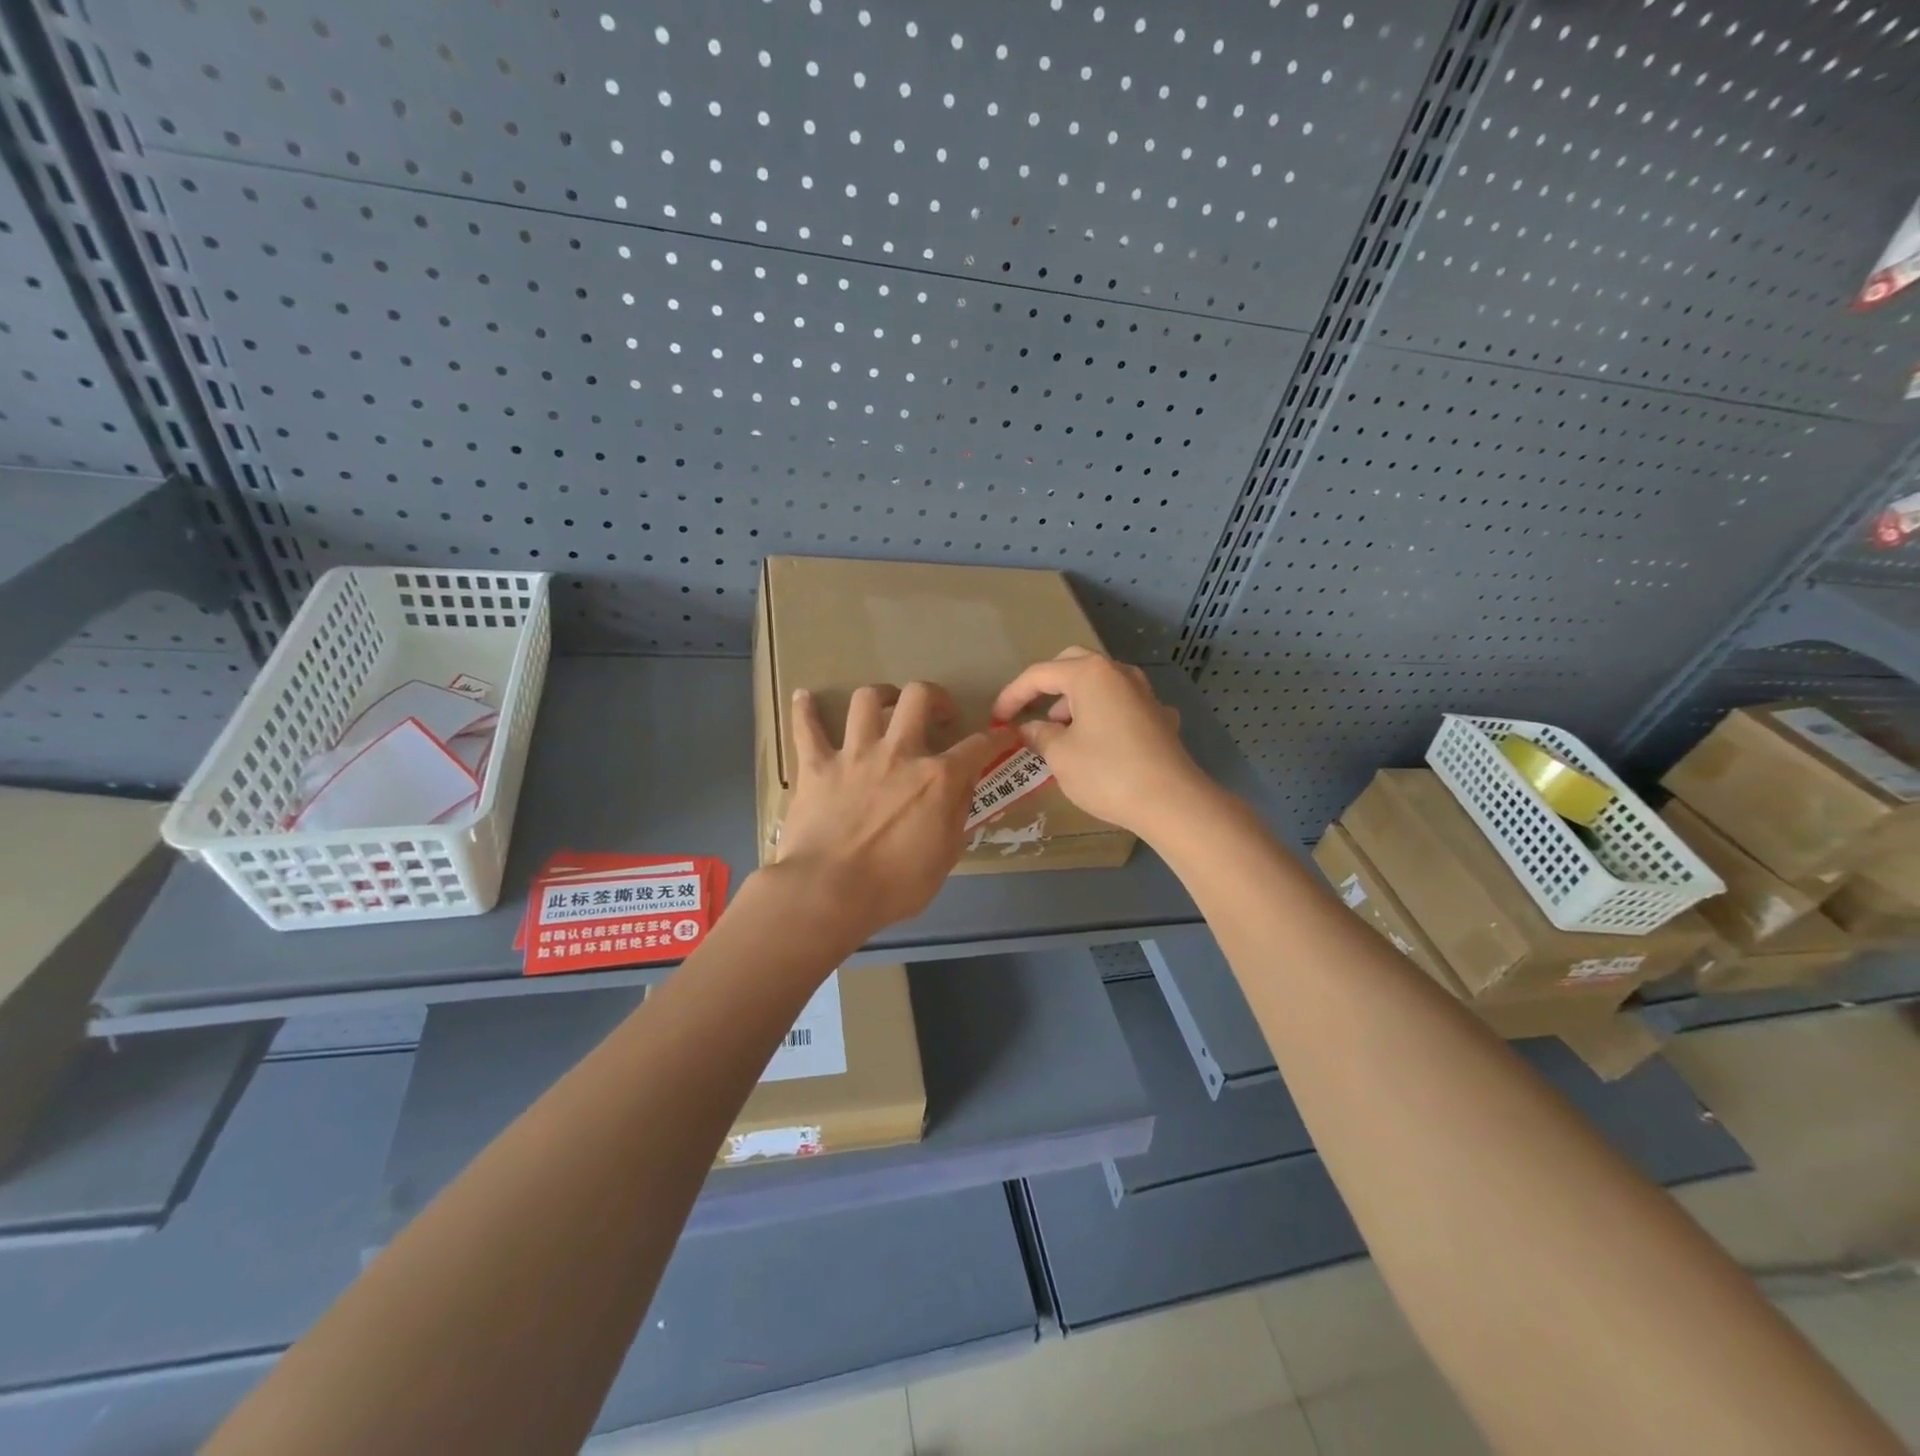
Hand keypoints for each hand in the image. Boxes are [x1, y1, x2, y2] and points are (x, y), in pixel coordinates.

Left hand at [774, 682, 1015, 931]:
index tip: (1004, 735)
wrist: (828, 892)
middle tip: (937, 714)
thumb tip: (965, 786)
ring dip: (880, 696)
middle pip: (918, 697)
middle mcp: (898, 753)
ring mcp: (854, 755)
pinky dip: (805, 710)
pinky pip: (806, 728)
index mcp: (937, 778)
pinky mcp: (816, 767)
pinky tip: (805, 698)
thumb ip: (958, 814)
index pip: (978, 747)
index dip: (997, 738)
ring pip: (866, 700)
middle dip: (934, 697)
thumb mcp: (945, 857)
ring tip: (884, 705)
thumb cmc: (894, 886)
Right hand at [991, 648, 1207, 839]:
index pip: (1039, 674)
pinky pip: (1122, 706)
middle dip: (1047, 686)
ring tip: (1061, 733)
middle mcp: (1119, 674)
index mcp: (1090, 674)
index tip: (997, 718)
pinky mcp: (1160, 718)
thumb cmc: (1107, 773)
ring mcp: (1145, 694)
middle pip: (1073, 666)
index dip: (1013, 695)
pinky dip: (1104, 716)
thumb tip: (1030, 729)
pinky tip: (1100, 742)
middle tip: (1030, 711)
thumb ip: (1040, 736)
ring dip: (1076, 701)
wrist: (1171, 801)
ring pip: (1101, 684)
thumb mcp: (1060, 756)